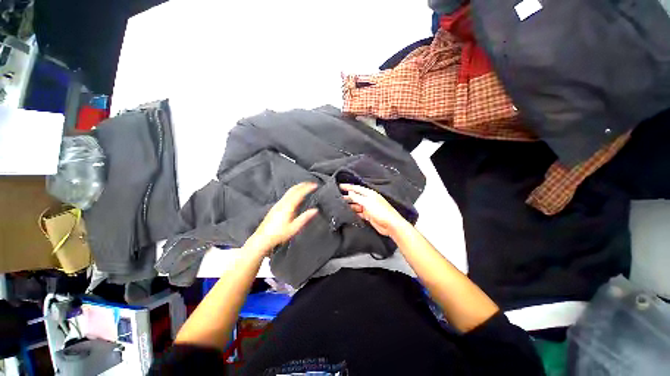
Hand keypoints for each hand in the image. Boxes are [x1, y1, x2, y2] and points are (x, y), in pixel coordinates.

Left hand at [244, 182, 318, 255]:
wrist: (262, 238)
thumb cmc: (279, 234)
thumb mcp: (294, 228)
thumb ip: (305, 218)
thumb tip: (315, 210)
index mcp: (288, 207)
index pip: (299, 193)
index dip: (307, 188)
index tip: (315, 185)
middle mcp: (282, 203)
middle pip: (293, 190)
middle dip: (302, 185)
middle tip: (311, 183)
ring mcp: (278, 204)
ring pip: (289, 192)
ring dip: (298, 187)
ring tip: (305, 187)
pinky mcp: (275, 207)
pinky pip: (286, 195)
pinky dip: (293, 192)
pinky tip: (295, 196)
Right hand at [340, 184, 407, 236]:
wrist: (390, 225)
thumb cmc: (381, 211)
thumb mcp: (367, 202)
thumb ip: (357, 197)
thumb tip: (350, 192)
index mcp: (369, 193)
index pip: (356, 188)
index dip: (348, 187)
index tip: (339, 186)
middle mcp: (368, 199)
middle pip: (355, 196)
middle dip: (347, 196)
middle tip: (337, 197)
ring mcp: (368, 208)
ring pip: (356, 205)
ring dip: (349, 205)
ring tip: (340, 205)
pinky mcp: (368, 215)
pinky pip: (358, 213)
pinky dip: (353, 212)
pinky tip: (347, 213)